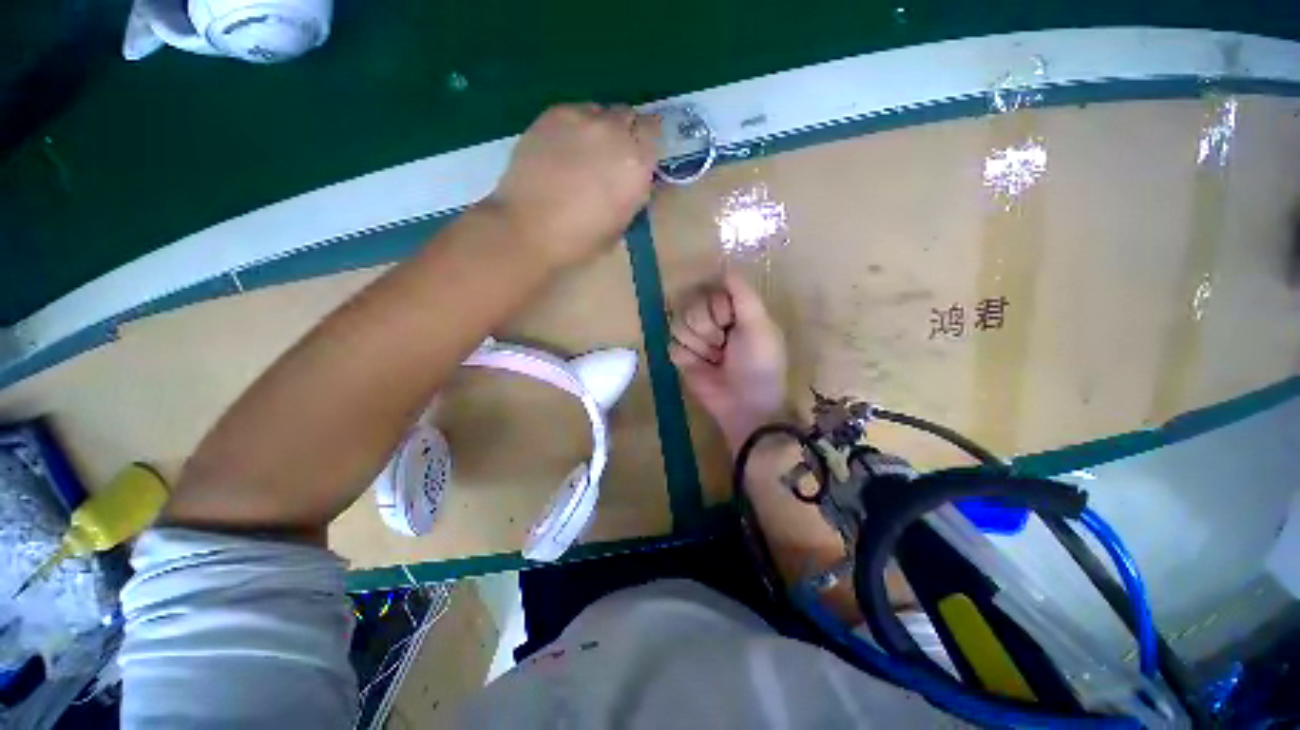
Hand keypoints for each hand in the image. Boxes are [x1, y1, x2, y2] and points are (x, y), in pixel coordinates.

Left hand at [488, 104, 660, 269]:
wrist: (529, 228)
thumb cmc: (580, 239)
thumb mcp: (621, 225)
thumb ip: (633, 194)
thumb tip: (635, 181)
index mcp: (637, 163)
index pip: (655, 135)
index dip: (647, 145)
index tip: (641, 158)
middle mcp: (615, 132)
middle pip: (629, 117)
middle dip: (626, 134)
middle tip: (613, 157)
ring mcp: (582, 119)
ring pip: (601, 112)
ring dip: (601, 128)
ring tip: (586, 152)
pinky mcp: (553, 115)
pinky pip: (575, 112)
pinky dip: (576, 127)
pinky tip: (564, 149)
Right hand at [670, 272, 788, 452]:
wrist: (745, 404)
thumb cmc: (759, 364)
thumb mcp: (759, 326)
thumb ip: (743, 294)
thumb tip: (725, 266)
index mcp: (732, 309)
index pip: (707, 292)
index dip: (716, 308)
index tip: (731, 323)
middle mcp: (711, 320)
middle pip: (689, 307)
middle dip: (706, 329)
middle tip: (723, 345)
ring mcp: (695, 340)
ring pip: (677, 325)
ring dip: (698, 345)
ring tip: (715, 359)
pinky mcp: (682, 358)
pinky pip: (672, 346)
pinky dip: (688, 358)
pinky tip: (703, 368)